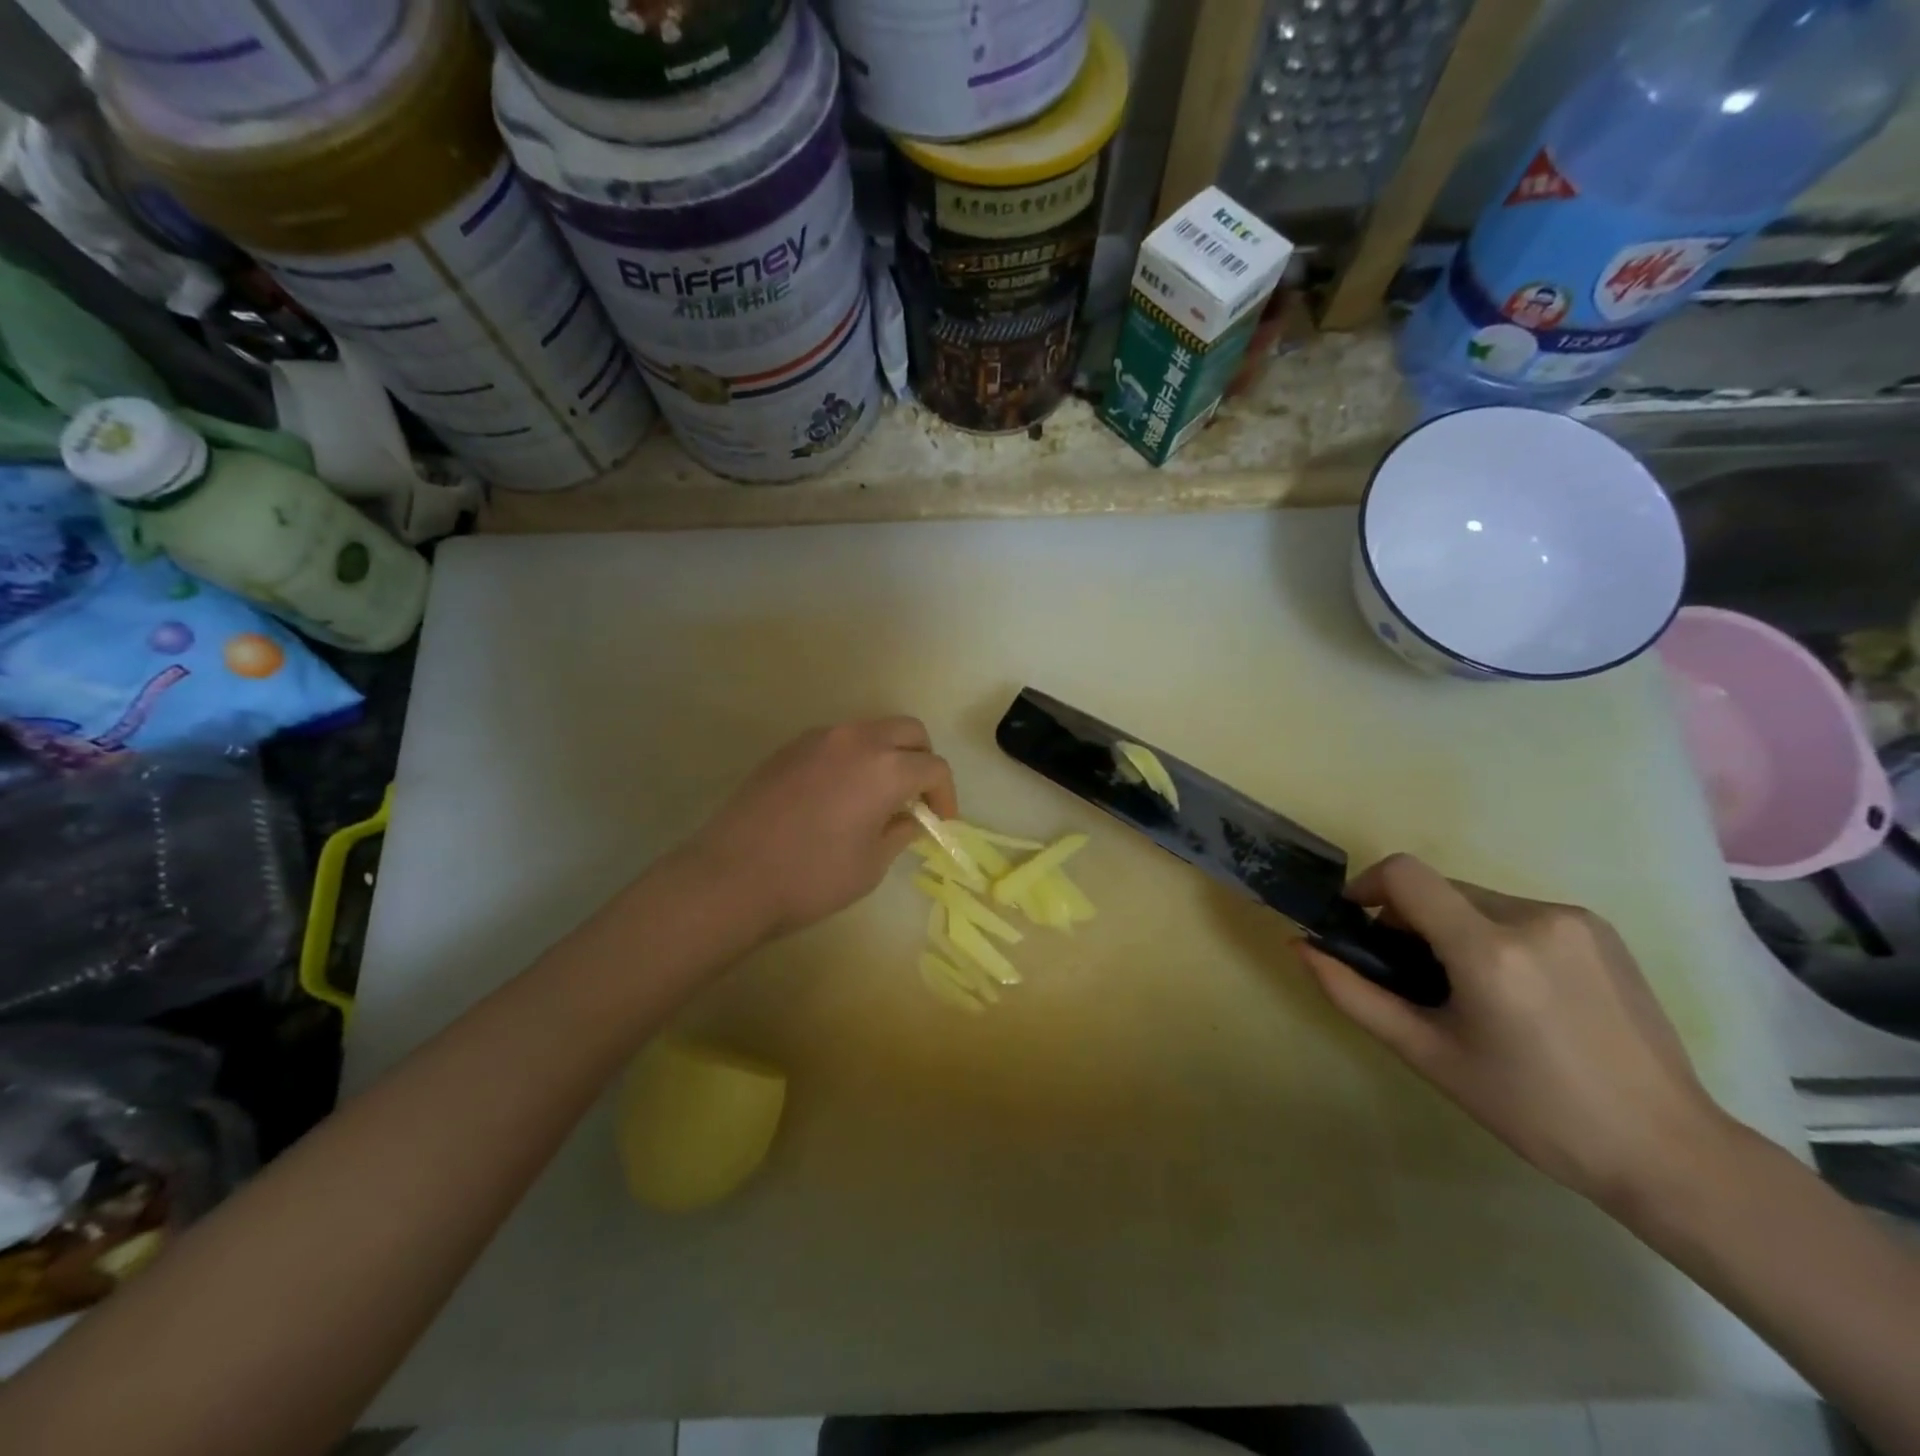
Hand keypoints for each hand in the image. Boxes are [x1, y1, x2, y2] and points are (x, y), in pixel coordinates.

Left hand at [686, 718, 957, 941]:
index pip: (934, 768)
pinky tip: (839, 795)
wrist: (731, 876)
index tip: (940, 823)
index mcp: (886, 767)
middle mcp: (856, 740)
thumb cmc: (812, 877)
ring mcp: (819, 739)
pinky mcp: (789, 748)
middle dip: (921, 761)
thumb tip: (909, 818)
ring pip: (871, 731)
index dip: (945, 796)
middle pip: (909, 732)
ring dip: (887, 755)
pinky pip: (837, 742)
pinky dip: (853, 759)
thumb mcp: (870, 865)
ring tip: (877, 796)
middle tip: (915, 798)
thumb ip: (899, 832)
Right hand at [1298, 854, 1728, 1209]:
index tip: (1357, 923)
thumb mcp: (1428, 1055)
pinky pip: (1518, 912)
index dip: (1366, 886)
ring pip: (1478, 901)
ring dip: (1453, 929)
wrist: (1668, 1150)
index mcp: (1489, 951)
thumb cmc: (1534, 1111)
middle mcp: (1533, 917)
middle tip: (1414, 977)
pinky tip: (1518, 992)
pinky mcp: (1600, 930)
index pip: (1405, 874)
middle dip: (1411, 920)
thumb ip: (1354, 994)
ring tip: (1470, 991)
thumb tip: (1302, 946)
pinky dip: (1494, 934)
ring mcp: (1574, 919)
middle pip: (1439, 888)